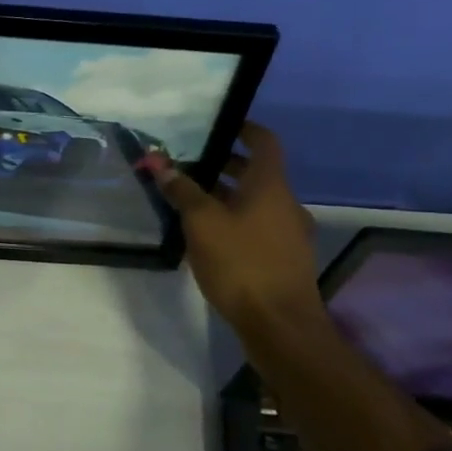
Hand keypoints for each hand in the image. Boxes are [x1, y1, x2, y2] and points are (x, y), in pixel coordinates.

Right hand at [152, 124, 325, 332]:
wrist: (280, 325)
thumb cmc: (241, 263)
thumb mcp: (202, 222)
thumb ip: (182, 190)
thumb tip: (161, 163)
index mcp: (271, 186)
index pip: (264, 142)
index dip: (244, 129)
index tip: (220, 125)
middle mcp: (286, 203)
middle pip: (257, 173)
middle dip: (225, 166)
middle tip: (190, 166)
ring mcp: (290, 233)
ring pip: (256, 202)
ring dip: (227, 196)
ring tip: (191, 202)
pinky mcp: (285, 259)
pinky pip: (258, 227)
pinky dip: (236, 221)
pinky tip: (209, 237)